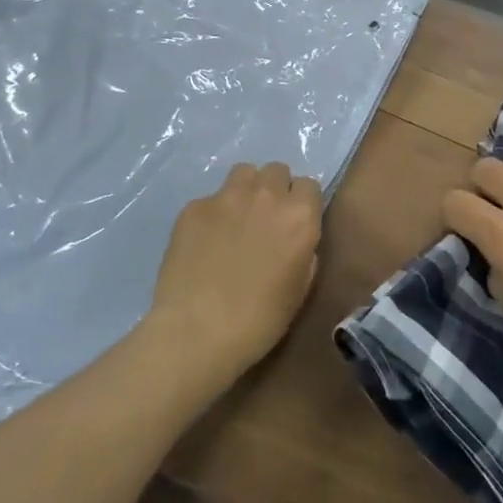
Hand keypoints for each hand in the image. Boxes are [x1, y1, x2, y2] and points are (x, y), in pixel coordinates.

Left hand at [147, 162, 322, 374]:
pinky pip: (210, 198)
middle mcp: (266, 196)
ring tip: (237, 219)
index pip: (309, 185)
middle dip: (275, 190)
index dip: (302, 204)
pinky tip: (205, 243)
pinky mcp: (193, 207)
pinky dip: (213, 214)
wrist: (197, 332)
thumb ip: (304, 252)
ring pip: (244, 173)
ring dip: (246, 190)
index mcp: (299, 216)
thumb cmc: (259, 320)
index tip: (294, 224)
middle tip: (265, 220)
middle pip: (277, 170)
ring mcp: (226, 197)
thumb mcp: (300, 289)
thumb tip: (295, 239)